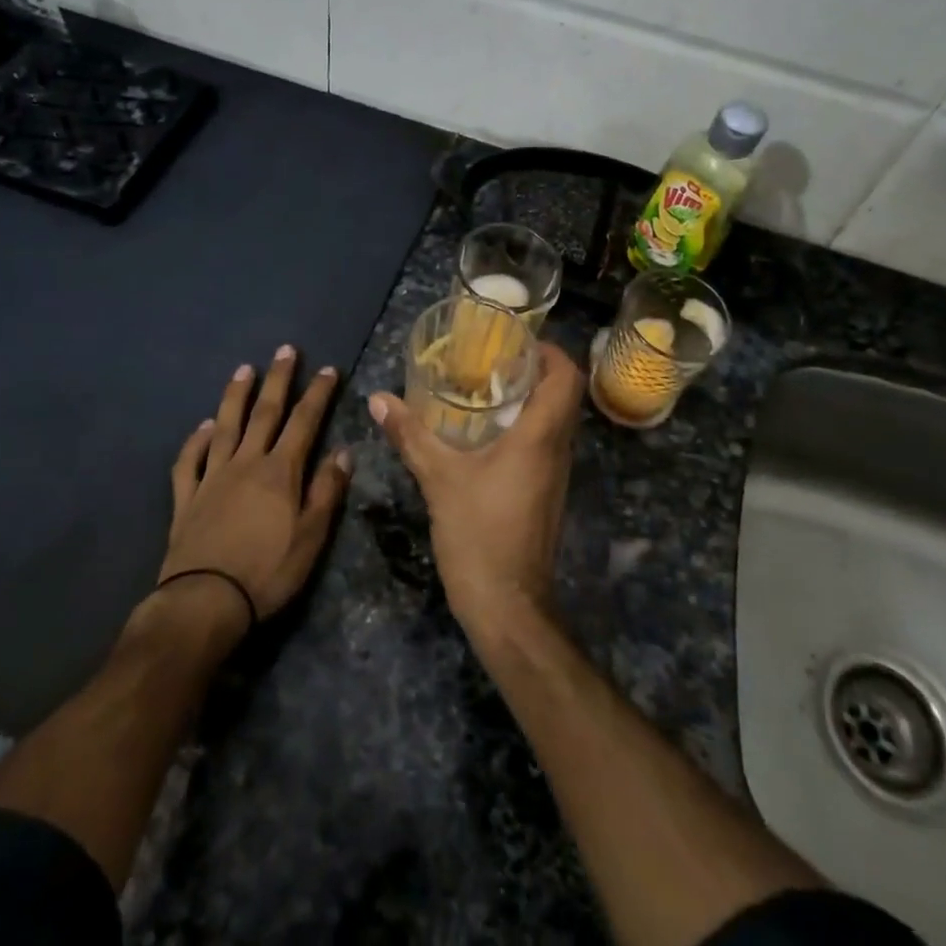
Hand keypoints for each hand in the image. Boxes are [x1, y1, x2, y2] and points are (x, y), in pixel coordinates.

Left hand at [160, 345, 352, 624]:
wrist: (205, 602)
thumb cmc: (267, 571)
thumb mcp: (311, 536)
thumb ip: (326, 491)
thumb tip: (343, 451)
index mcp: (280, 471)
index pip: (304, 422)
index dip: (317, 394)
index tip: (327, 369)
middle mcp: (246, 463)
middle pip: (264, 413)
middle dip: (278, 380)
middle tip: (285, 350)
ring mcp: (212, 477)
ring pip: (225, 427)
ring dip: (235, 396)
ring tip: (244, 369)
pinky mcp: (186, 498)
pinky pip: (189, 461)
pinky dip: (195, 441)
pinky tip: (203, 427)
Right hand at [369, 341, 584, 632]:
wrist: (508, 606)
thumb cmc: (479, 534)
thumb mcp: (439, 479)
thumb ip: (410, 435)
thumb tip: (378, 399)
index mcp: (540, 437)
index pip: (566, 377)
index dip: (550, 350)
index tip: (517, 340)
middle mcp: (557, 449)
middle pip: (562, 394)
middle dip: (533, 369)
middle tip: (492, 358)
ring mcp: (555, 474)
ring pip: (554, 420)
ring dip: (528, 398)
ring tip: (485, 386)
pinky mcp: (546, 492)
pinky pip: (544, 443)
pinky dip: (523, 426)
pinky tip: (485, 432)